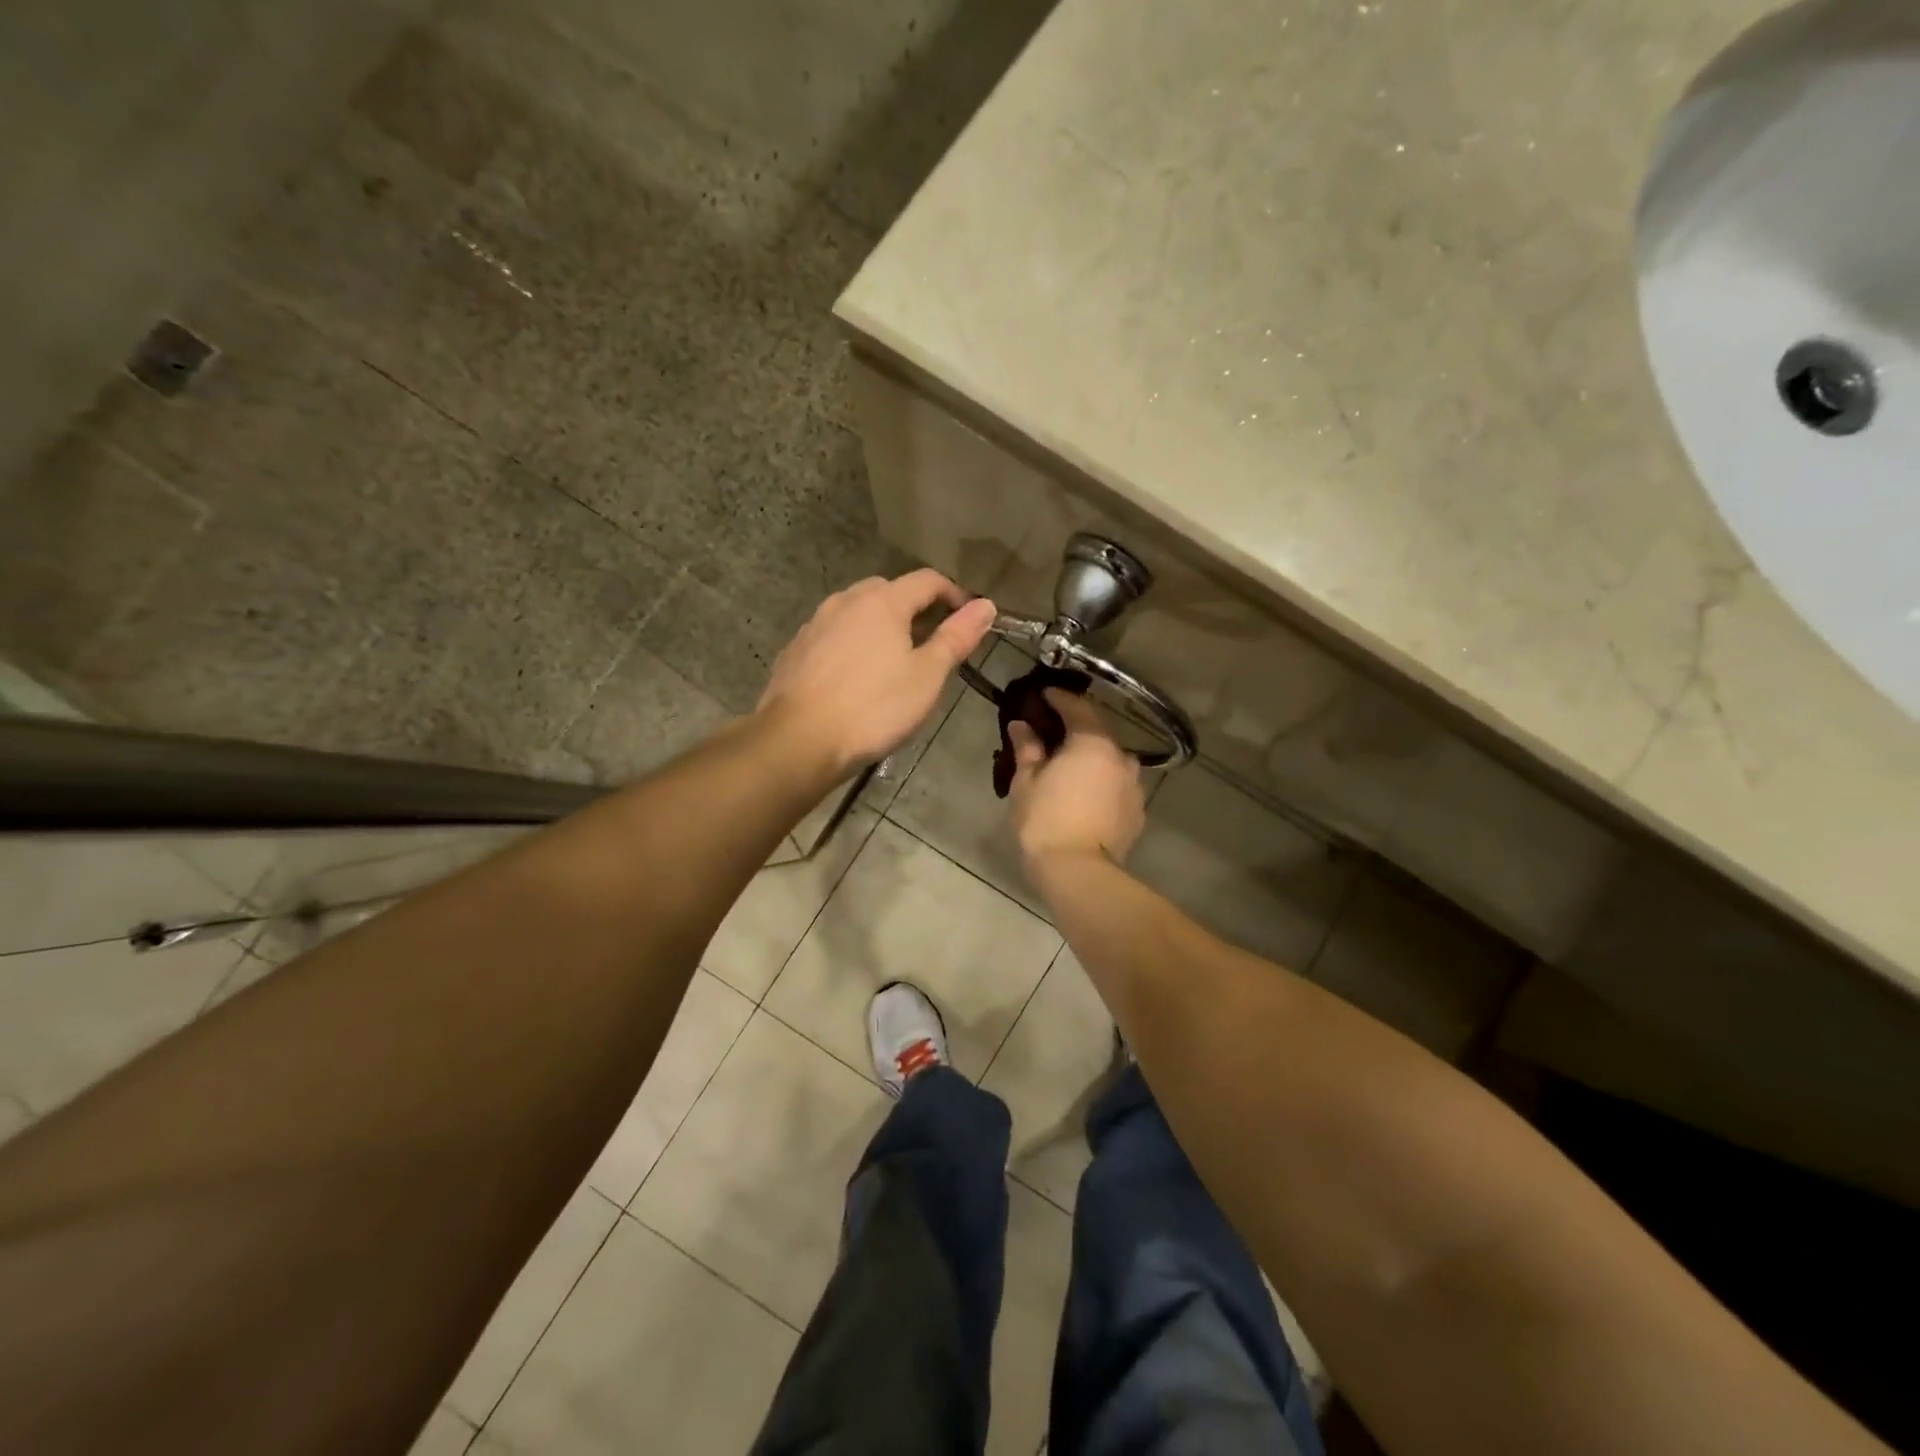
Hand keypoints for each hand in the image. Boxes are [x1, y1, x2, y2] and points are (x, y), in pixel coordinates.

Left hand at [759, 570, 996, 774]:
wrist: (800, 740)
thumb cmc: (874, 708)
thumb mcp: (927, 676)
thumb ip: (957, 637)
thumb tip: (986, 604)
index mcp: (882, 602)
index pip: (927, 580)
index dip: (954, 594)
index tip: (969, 618)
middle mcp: (845, 601)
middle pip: (889, 591)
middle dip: (915, 608)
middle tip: (932, 641)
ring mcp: (815, 624)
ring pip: (856, 612)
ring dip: (880, 625)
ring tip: (893, 660)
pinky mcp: (795, 650)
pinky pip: (832, 635)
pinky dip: (851, 644)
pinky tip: (854, 677)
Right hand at [1007, 689, 1145, 869]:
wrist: (1079, 874)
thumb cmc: (1045, 821)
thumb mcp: (1026, 782)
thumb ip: (1027, 748)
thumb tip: (1021, 725)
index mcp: (1093, 742)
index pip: (1077, 707)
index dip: (1058, 698)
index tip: (1043, 694)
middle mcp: (1121, 757)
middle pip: (1097, 732)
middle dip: (1075, 729)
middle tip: (1051, 732)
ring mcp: (1134, 785)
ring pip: (1110, 760)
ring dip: (1090, 757)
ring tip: (1068, 766)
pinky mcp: (1137, 811)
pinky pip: (1116, 785)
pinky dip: (1100, 781)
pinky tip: (1083, 793)